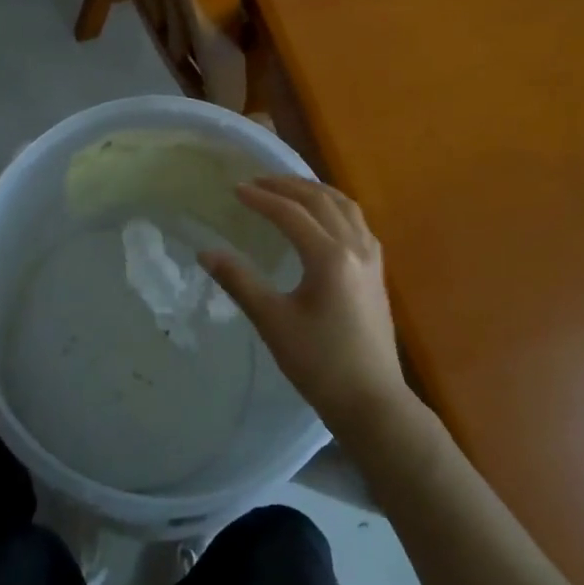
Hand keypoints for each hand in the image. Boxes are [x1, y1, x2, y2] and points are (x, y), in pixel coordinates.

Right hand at [202, 177, 410, 440]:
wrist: (372, 402)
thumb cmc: (319, 364)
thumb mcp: (273, 322)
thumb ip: (240, 281)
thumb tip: (206, 252)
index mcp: (329, 257)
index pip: (291, 213)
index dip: (261, 198)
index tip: (235, 189)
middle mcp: (355, 246)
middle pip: (319, 200)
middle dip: (286, 186)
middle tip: (256, 181)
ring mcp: (371, 257)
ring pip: (343, 205)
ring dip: (313, 190)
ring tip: (287, 187)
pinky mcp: (377, 270)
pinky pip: (356, 220)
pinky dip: (334, 205)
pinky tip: (322, 215)